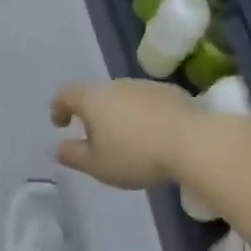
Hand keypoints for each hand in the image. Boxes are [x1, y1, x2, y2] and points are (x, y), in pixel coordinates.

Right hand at [50, 79, 200, 189]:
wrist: (192, 141)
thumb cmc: (135, 154)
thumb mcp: (97, 165)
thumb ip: (73, 155)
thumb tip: (59, 147)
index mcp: (92, 98)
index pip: (66, 94)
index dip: (59, 108)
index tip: (60, 123)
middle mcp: (116, 85)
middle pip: (95, 94)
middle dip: (91, 112)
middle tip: (94, 136)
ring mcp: (144, 85)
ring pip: (122, 96)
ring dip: (119, 113)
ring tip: (126, 137)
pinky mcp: (170, 91)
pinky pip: (146, 101)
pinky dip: (142, 114)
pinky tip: (152, 134)